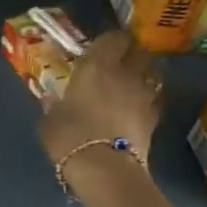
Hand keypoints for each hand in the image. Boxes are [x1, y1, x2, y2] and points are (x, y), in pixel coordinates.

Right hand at [38, 30, 162, 182]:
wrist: (104, 168)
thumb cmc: (70, 137)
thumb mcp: (50, 120)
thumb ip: (53, 106)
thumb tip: (51, 100)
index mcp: (96, 66)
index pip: (113, 38)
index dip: (110, 40)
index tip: (102, 47)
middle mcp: (125, 73)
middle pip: (140, 51)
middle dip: (133, 54)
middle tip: (120, 63)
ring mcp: (144, 94)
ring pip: (153, 73)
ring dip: (145, 74)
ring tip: (133, 83)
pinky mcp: (155, 117)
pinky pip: (155, 98)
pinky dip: (150, 98)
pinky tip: (139, 107)